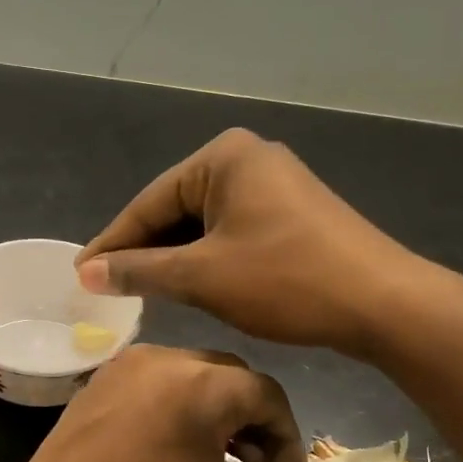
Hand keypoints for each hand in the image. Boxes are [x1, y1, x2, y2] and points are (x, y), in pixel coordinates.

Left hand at [0, 344, 311, 461]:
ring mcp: (113, 370)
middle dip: (250, 425)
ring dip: (212, 420)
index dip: (285, 441)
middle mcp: (153, 359)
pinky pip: (151, 390)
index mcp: (193, 384)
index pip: (267, 394)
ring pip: (189, 381)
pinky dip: (173, 416)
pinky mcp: (89, 389)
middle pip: (228, 380)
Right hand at [76, 129, 438, 354]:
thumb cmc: (285, 280)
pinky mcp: (292, 213)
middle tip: (106, 287)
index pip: (149, 202)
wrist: (383, 304)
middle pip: (175, 209)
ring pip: (203, 224)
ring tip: (140, 291)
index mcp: (223, 157)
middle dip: (144, 250)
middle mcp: (248, 159)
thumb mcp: (201, 276)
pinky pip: (231, 231)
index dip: (112, 243)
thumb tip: (86, 272)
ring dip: (174, 258)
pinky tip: (188, 285)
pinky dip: (206, 258)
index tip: (80, 274)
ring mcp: (274, 184)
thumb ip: (139, 271)